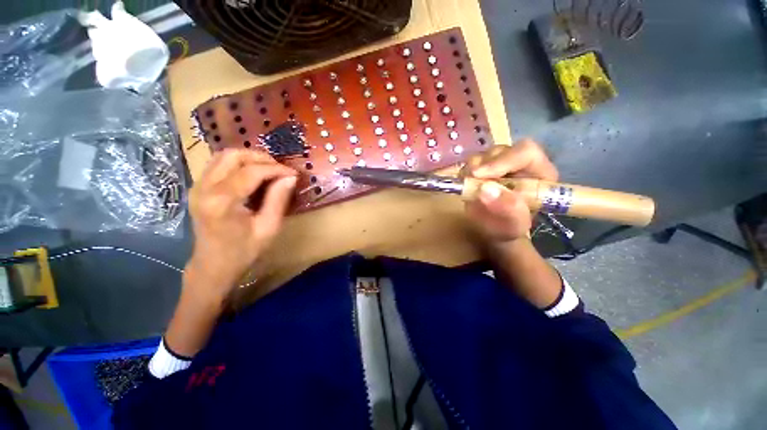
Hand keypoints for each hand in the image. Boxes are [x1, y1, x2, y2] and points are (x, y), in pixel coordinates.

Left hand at [185, 149, 296, 300]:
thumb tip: (291, 177)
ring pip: (223, 156)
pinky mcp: (198, 187)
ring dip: (249, 158)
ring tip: (269, 170)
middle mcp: (204, 188)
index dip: (276, 169)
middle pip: (233, 156)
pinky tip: (253, 175)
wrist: (213, 265)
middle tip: (280, 170)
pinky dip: (239, 164)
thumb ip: (278, 199)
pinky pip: (218, 164)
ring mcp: (197, 186)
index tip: (293, 173)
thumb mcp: (268, 228)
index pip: (251, 172)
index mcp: (221, 202)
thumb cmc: (243, 251)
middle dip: (261, 158)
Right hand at [463, 139, 557, 244]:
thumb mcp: (514, 225)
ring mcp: (499, 165)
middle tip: (468, 180)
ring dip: (471, 169)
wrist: (493, 231)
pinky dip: (464, 173)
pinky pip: (470, 163)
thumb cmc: (509, 229)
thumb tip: (485, 189)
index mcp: (540, 173)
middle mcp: (520, 164)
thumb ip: (507, 209)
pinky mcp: (482, 169)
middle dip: (483, 165)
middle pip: (501, 151)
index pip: (525, 152)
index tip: (479, 175)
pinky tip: (464, 185)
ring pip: (483, 155)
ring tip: (467, 186)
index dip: (502, 160)